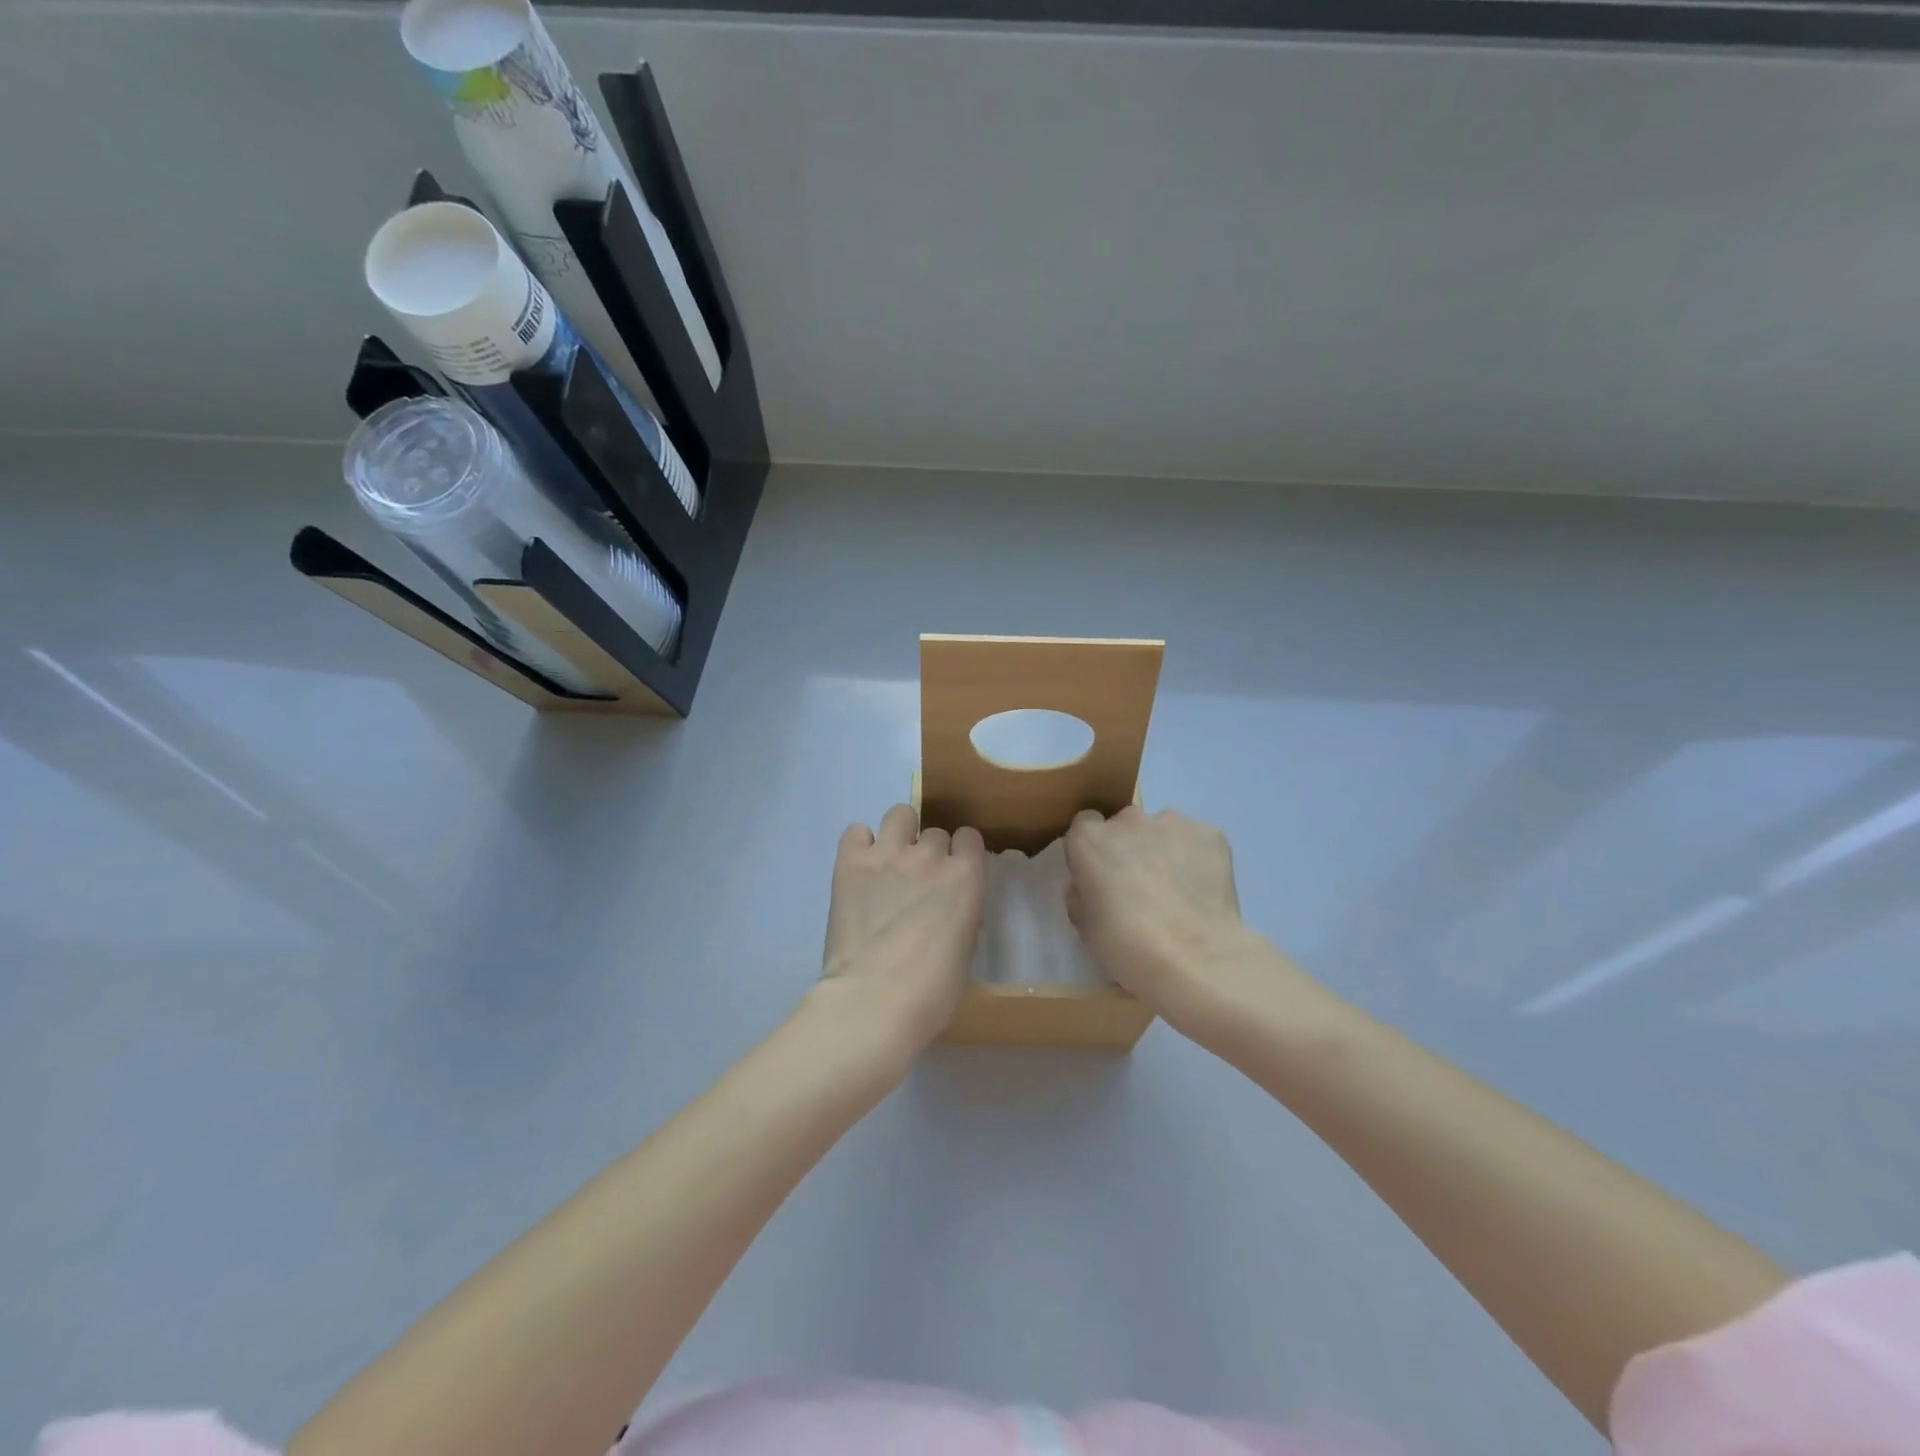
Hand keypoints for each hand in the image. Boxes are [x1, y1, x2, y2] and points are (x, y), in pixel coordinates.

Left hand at [818, 804, 986, 1054]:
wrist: (874, 1000)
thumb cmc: (931, 992)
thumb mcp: (965, 952)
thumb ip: (962, 916)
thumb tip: (952, 908)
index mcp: (965, 878)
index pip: (970, 838)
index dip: (962, 854)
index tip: (954, 872)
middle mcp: (929, 856)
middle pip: (934, 832)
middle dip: (929, 852)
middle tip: (917, 882)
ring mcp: (888, 855)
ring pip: (900, 814)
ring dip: (899, 834)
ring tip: (889, 862)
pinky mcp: (850, 863)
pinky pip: (856, 832)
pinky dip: (860, 845)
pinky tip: (860, 869)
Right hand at [1063, 806, 1262, 1025]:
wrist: (1194, 960)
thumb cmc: (1128, 947)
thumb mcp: (1087, 929)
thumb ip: (1082, 898)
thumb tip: (1086, 887)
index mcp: (1090, 840)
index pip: (1084, 825)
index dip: (1094, 850)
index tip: (1101, 875)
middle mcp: (1129, 821)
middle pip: (1125, 824)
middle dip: (1130, 847)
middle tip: (1141, 885)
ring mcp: (1173, 823)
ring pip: (1164, 829)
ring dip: (1165, 849)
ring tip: (1179, 890)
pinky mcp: (1211, 834)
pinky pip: (1198, 840)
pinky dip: (1199, 858)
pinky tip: (1204, 890)